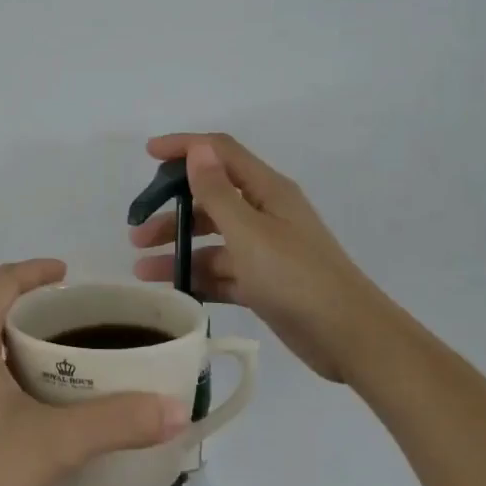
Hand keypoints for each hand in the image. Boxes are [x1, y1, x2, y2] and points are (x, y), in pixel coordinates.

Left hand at [0, 259, 189, 485]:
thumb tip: (176, 411)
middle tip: (73, 332)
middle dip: (30, 313)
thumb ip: (116, 422)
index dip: (39, 271)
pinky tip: (11, 410)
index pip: (6, 279)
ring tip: (50, 369)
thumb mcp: (51, 443)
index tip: (69, 275)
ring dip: (8, 344)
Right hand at [131, 134, 379, 382]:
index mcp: (267, 190)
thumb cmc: (296, 277)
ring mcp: (265, 250)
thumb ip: (218, 192)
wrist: (348, 337)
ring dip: (178, 249)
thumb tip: (197, 148)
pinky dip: (198, 278)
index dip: (185, 147)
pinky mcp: (264, 283)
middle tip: (137, 231)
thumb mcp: (249, 232)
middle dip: (172, 209)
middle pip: (211, 199)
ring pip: (212, 240)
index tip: (147, 153)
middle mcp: (265, 214)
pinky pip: (222, 272)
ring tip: (142, 270)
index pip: (221, 152)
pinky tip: (172, 291)